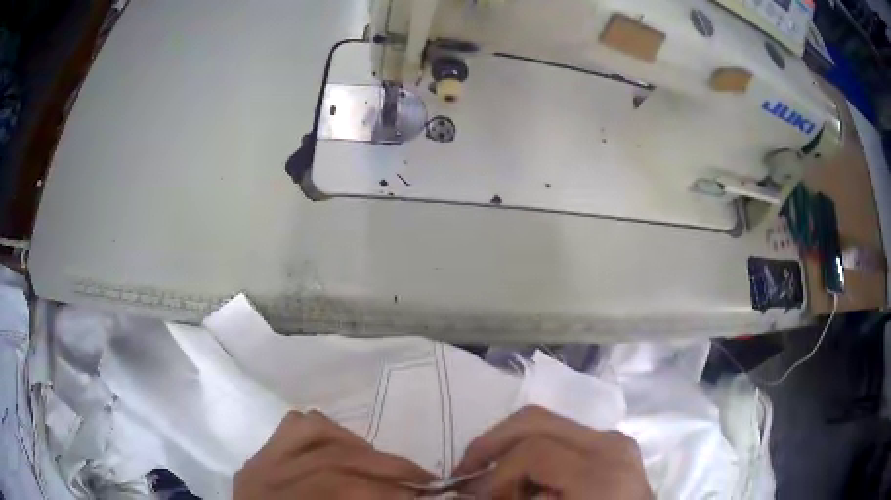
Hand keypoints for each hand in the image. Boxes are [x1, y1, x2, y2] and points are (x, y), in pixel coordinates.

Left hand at [234, 410, 434, 499]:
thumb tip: (412, 497)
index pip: (339, 487)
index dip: (387, 491)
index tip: (426, 494)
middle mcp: (264, 479)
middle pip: (331, 460)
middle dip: (386, 468)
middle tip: (423, 478)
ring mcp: (258, 462)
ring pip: (312, 429)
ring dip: (358, 445)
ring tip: (384, 464)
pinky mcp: (259, 455)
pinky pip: (295, 425)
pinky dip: (328, 431)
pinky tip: (346, 450)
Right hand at [454, 406, 651, 499]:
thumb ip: (513, 499)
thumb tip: (472, 492)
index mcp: (600, 470)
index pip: (532, 450)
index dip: (494, 474)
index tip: (471, 495)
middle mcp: (610, 444)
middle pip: (537, 420)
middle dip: (492, 443)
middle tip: (466, 469)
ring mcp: (614, 440)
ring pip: (548, 423)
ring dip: (511, 446)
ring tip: (495, 477)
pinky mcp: (614, 444)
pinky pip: (564, 437)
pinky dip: (535, 451)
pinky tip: (526, 477)